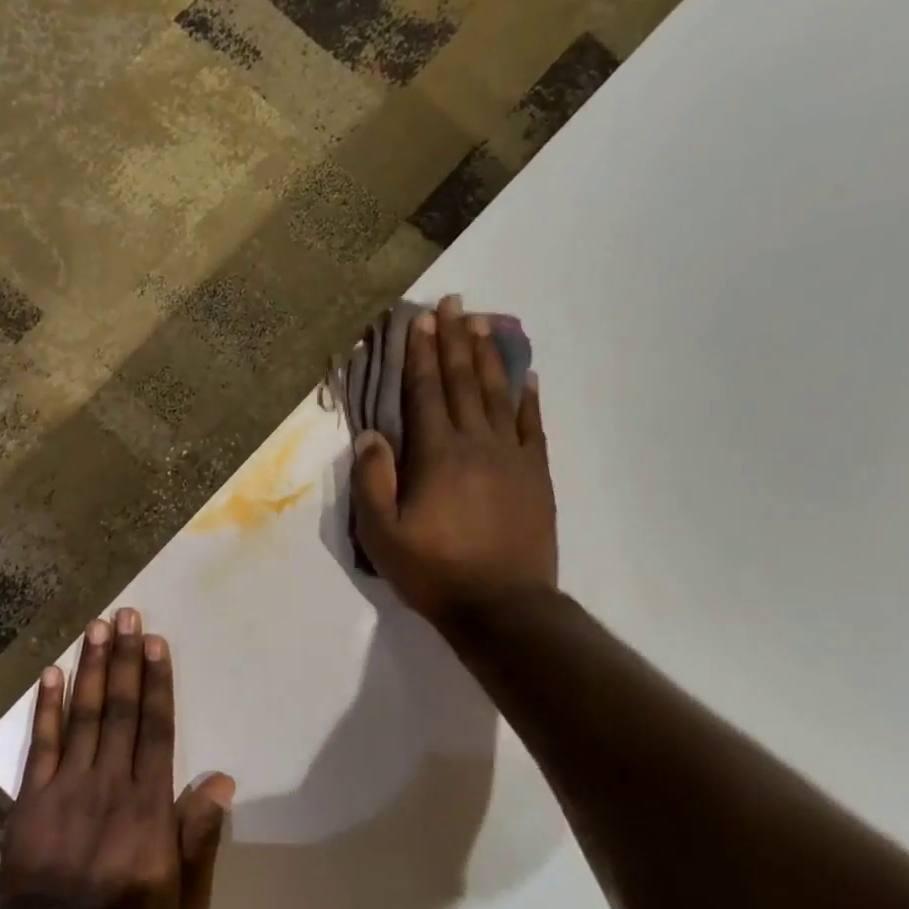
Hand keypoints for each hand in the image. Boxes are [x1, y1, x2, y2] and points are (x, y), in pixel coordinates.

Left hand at [0, 609, 235, 908]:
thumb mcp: (186, 899)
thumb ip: (201, 837)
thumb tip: (221, 781)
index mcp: (149, 804)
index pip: (156, 728)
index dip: (156, 682)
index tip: (155, 643)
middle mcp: (110, 782)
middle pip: (119, 709)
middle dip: (124, 659)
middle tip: (126, 615)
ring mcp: (67, 786)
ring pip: (81, 715)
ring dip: (89, 668)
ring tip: (95, 627)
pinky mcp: (33, 797)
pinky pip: (40, 744)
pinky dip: (44, 707)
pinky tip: (49, 673)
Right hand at [352, 296, 557, 628]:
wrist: (503, 607)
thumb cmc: (434, 571)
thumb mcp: (383, 534)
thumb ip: (373, 480)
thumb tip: (371, 434)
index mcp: (437, 455)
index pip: (426, 393)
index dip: (421, 354)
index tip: (420, 319)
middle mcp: (477, 444)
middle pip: (464, 382)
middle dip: (455, 340)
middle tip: (453, 302)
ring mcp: (513, 457)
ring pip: (499, 395)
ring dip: (489, 356)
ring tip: (483, 322)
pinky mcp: (536, 475)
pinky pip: (533, 426)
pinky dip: (528, 397)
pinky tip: (526, 375)